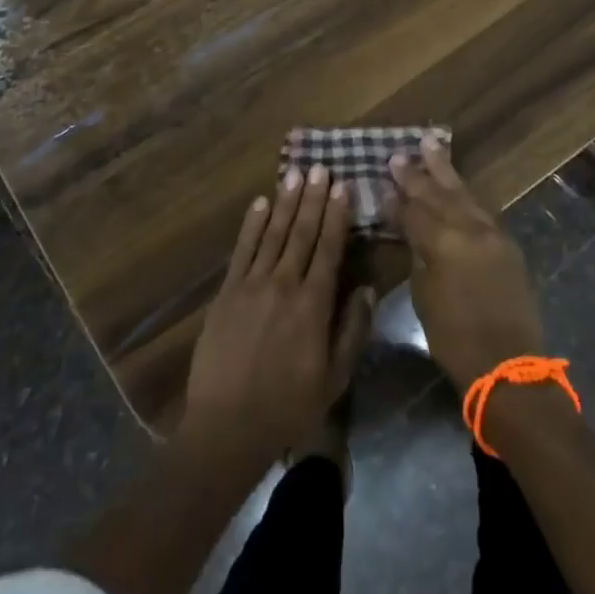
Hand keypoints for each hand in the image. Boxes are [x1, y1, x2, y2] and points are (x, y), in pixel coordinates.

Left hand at [181, 164, 374, 467]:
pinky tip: (261, 203)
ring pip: (274, 233)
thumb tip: (367, 288)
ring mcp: (252, 284)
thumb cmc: (289, 406)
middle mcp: (284, 284)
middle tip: (320, 168)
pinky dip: (252, 224)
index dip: (337, 215)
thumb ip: (352, 330)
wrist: (228, 425)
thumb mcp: (335, 377)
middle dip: (313, 198)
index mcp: (314, 304)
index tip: (343, 187)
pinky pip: (242, 249)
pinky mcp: (227, 291)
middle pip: (302, 232)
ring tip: (295, 174)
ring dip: (286, 202)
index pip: (329, 248)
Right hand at [389, 135, 544, 387]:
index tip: (380, 181)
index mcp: (443, 243)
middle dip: (417, 174)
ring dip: (445, 171)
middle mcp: (469, 229)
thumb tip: (412, 234)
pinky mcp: (507, 243)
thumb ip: (418, 256)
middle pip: (438, 194)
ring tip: (430, 145)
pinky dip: (465, 193)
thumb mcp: (424, 297)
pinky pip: (481, 208)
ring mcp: (492, 233)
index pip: (412, 212)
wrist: (509, 365)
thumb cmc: (455, 339)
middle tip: (399, 154)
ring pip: (463, 193)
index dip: (394, 199)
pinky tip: (456, 184)